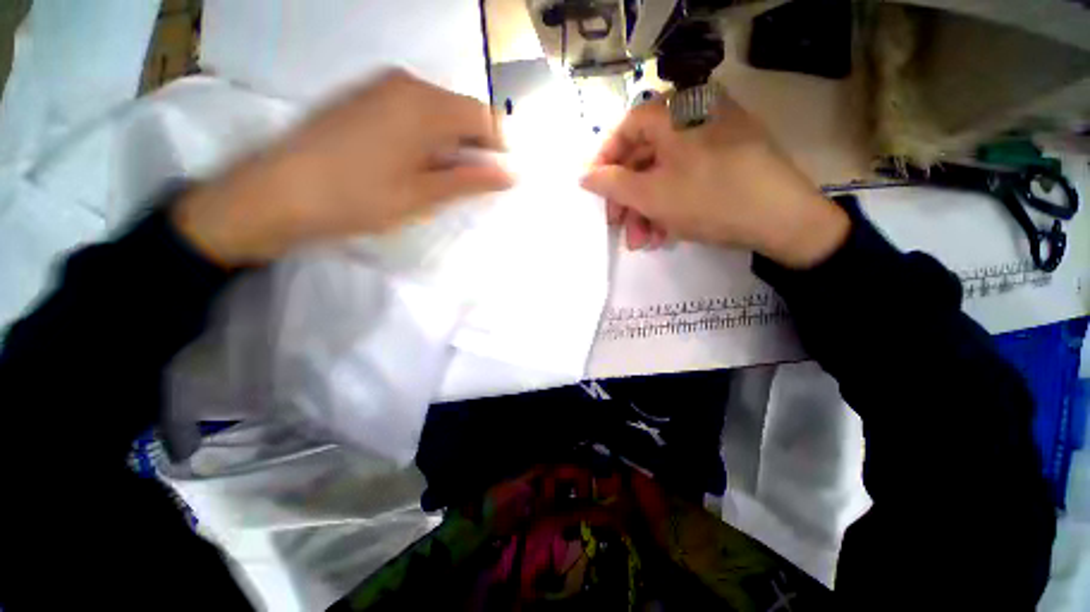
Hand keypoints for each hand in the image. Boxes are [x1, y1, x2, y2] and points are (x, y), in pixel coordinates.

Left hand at [173, 70, 512, 265]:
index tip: (497, 177)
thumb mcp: (423, 195)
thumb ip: (471, 180)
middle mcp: (406, 83)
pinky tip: (413, 162)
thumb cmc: (359, 198)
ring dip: (450, 142)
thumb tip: (512, 174)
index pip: (484, 116)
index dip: (498, 147)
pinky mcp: (363, 96)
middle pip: (461, 110)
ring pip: (438, 111)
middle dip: (474, 146)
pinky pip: (412, 110)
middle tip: (468, 183)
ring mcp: (380, 86)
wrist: (278, 192)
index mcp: (425, 105)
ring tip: (440, 177)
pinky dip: (426, 135)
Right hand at [580, 93, 848, 267]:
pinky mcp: (727, 157)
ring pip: (664, 173)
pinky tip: (664, 233)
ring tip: (643, 241)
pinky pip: (686, 178)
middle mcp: (693, 115)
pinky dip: (670, 204)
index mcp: (674, 112)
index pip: (624, 129)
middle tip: (618, 228)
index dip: (604, 162)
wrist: (782, 219)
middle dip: (627, 199)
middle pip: (644, 156)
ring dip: (646, 210)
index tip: (594, 191)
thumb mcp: (650, 195)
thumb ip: (611, 183)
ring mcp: (713, 136)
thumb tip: (583, 175)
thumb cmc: (707, 199)